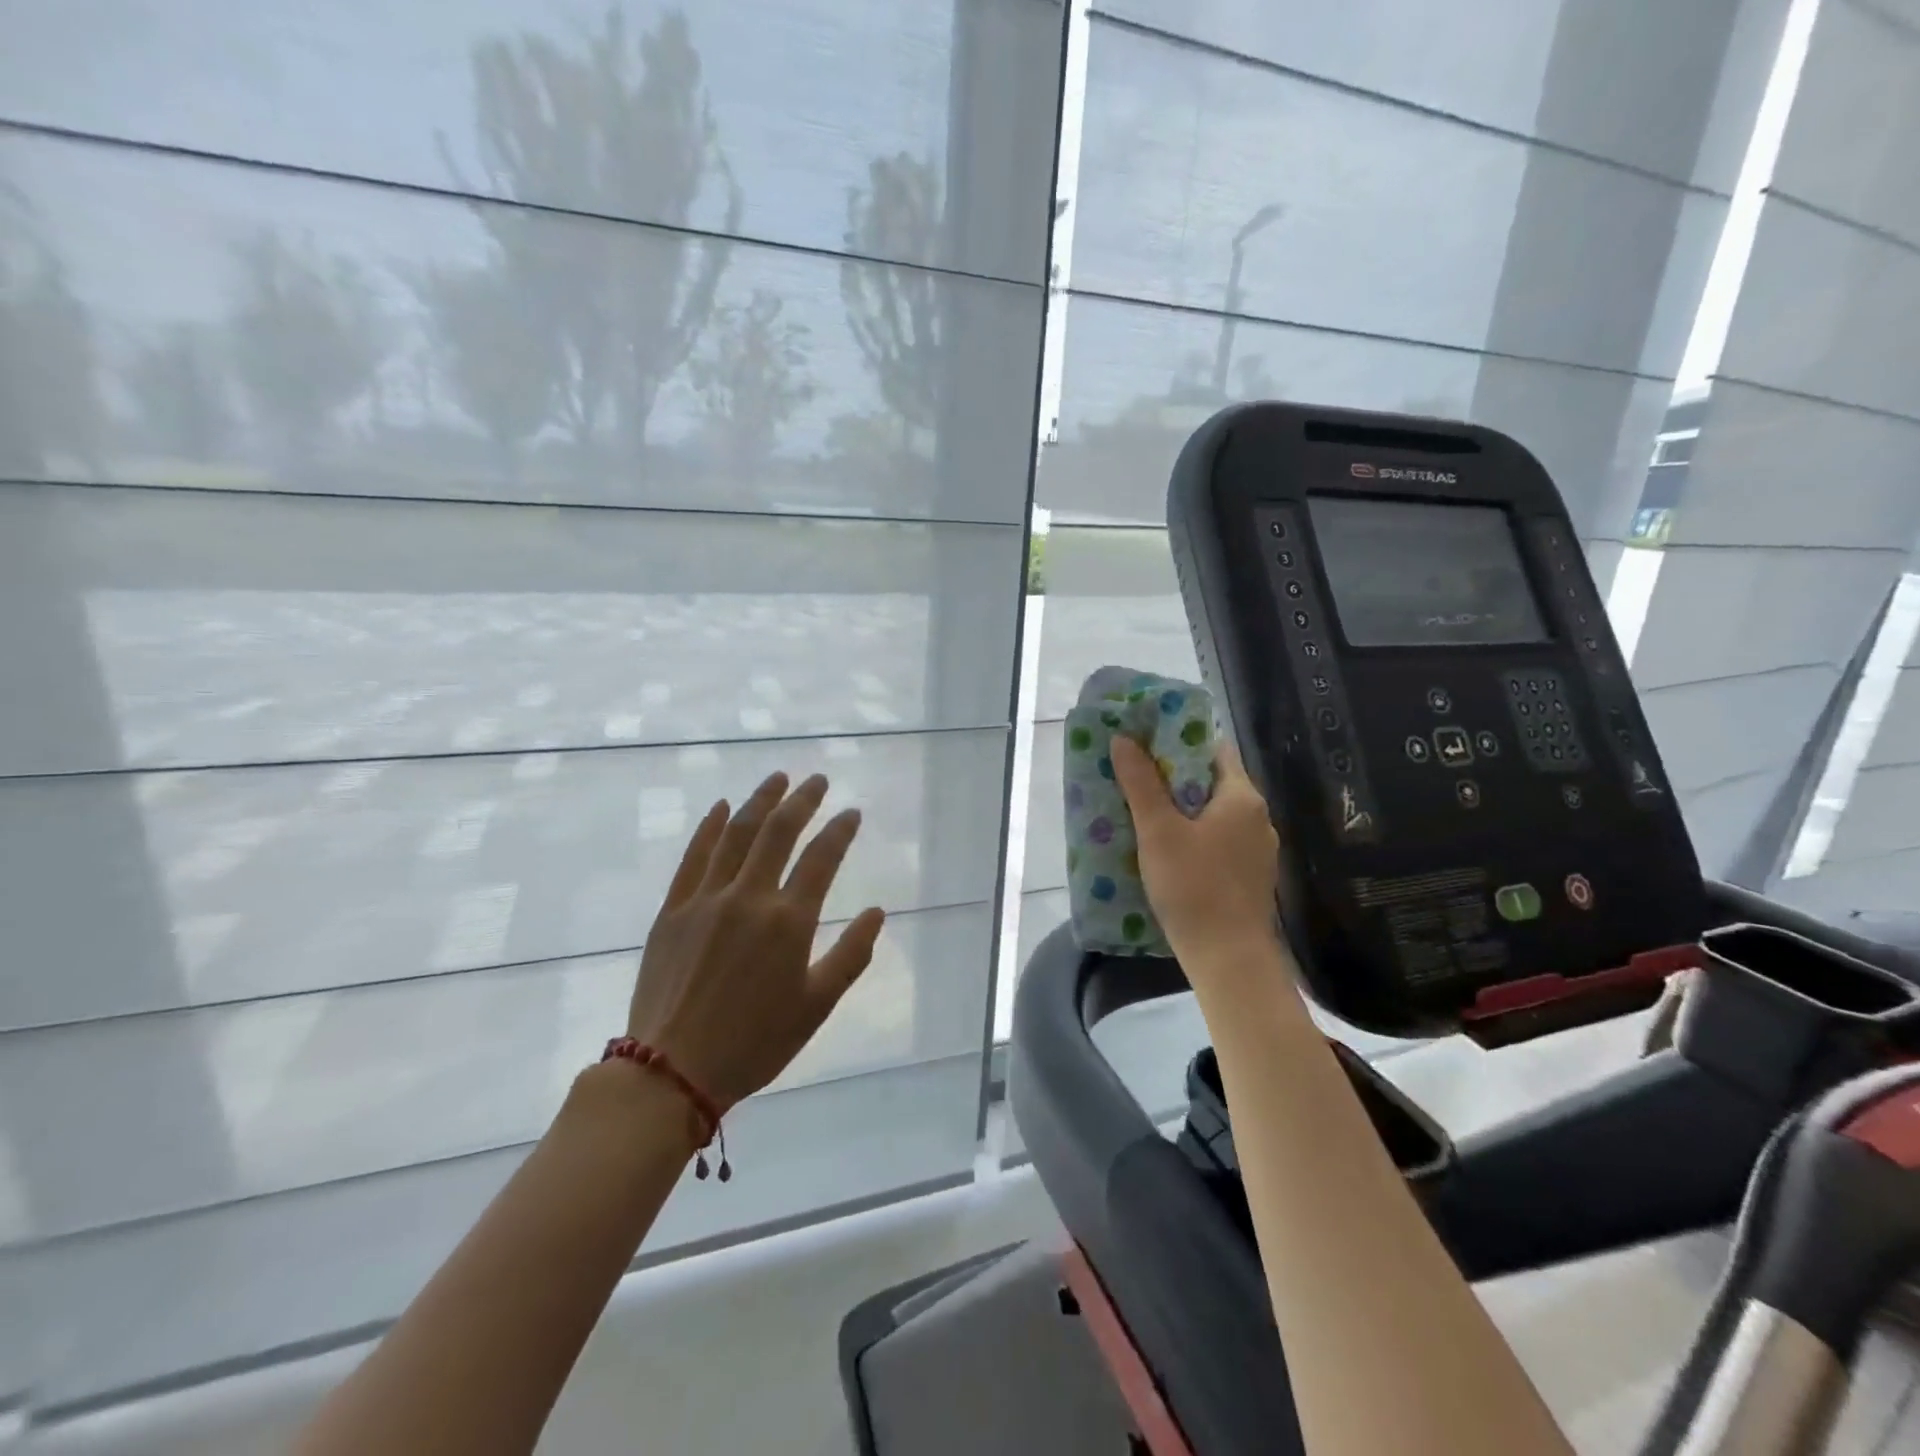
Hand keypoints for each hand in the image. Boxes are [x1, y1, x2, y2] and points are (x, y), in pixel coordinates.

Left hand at [627, 771, 885, 1111]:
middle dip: (802, 800)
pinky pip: (693, 857)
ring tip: (777, 778)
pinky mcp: (672, 910)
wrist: (671, 1072)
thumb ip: (851, 955)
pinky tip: (720, 807)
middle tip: (817, 780)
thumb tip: (877, 912)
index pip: (822, 858)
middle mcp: (748, 898)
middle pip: (778, 832)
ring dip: (759, 801)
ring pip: (736, 834)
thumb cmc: (755, 1043)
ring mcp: (705, 899)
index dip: (840, 830)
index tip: (852, 813)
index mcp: (788, 921)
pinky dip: (709, 828)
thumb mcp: (816, 1006)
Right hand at [1110, 734, 1283, 981]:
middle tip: (1133, 775)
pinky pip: (1218, 842)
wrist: (1229, 960)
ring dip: (1181, 809)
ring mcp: (1257, 850)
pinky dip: (1193, 836)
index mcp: (1242, 797)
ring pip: (1214, 815)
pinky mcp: (1249, 877)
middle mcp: (1257, 817)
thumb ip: (1141, 783)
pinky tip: (1165, 850)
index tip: (1144, 741)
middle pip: (1212, 782)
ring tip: (1142, 811)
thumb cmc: (1193, 887)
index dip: (1178, 741)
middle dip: (1173, 777)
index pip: (1213, 749)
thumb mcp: (1158, 831)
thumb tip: (1123, 739)